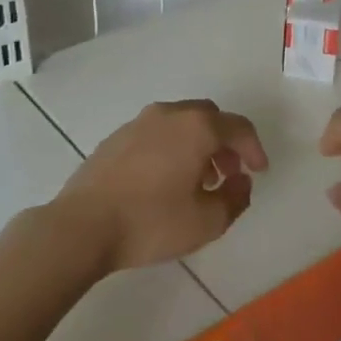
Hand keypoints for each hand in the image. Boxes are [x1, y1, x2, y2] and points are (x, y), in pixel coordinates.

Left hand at [55, 99, 268, 272]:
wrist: (82, 226)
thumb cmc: (151, 222)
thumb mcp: (207, 221)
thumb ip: (235, 198)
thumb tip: (241, 181)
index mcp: (196, 127)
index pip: (238, 127)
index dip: (254, 148)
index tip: (258, 171)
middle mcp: (168, 114)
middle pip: (208, 117)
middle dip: (225, 143)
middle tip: (229, 173)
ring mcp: (138, 123)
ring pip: (180, 123)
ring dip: (197, 145)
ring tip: (198, 181)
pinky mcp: (116, 137)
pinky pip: (156, 133)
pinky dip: (171, 147)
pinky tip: (165, 180)